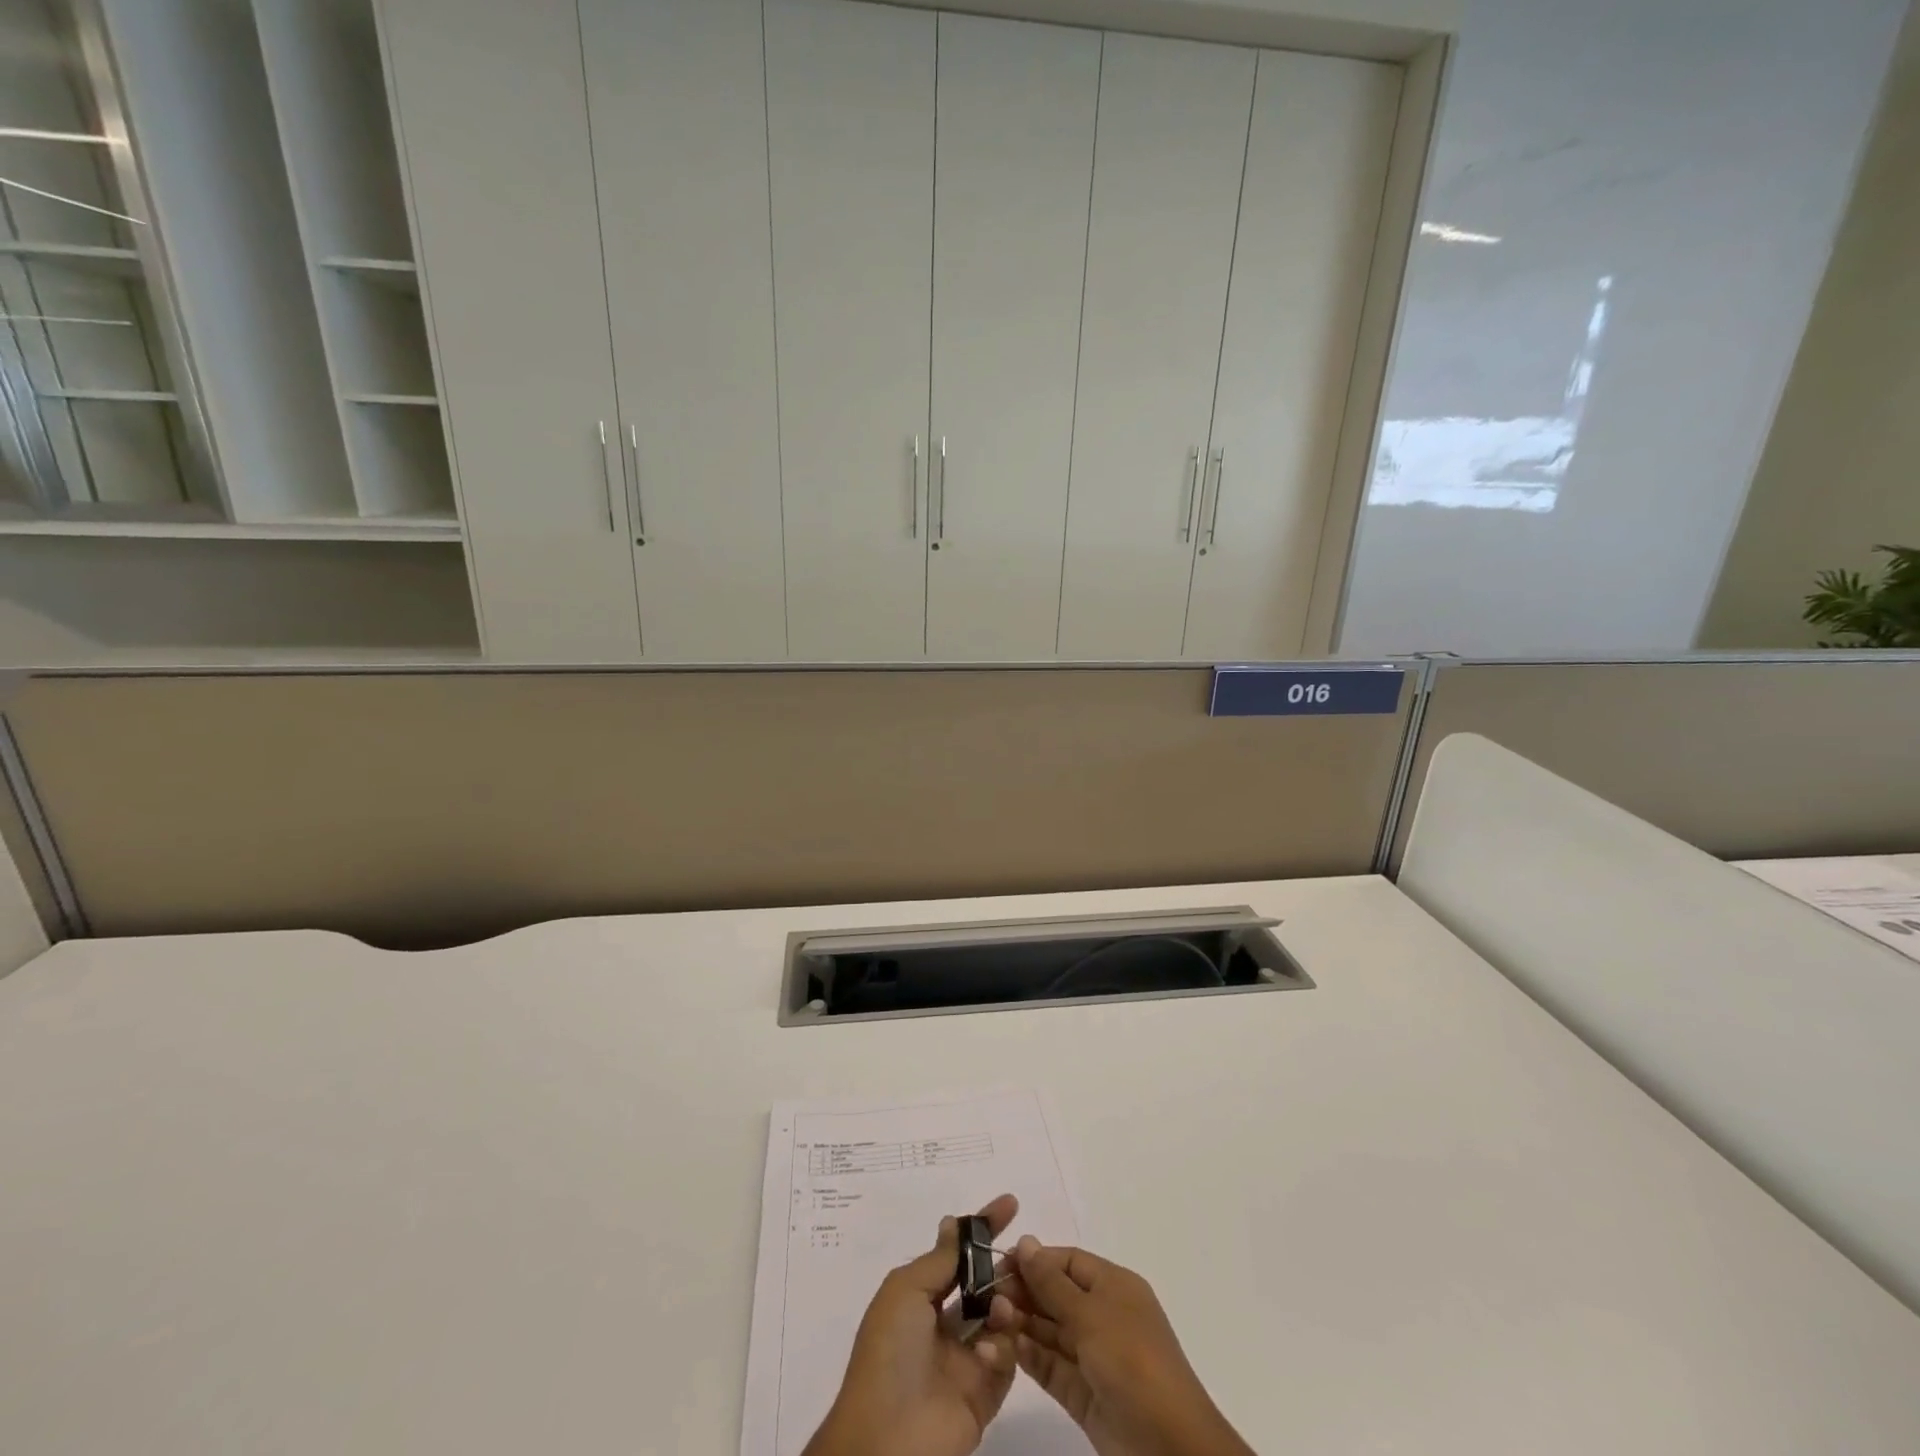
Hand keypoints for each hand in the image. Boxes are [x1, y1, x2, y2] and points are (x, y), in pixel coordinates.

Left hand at [802, 1194, 1019, 1455]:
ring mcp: (966, 1359)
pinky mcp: (985, 1393)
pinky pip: (1007, 1359)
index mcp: (921, 1298)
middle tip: (1024, 1256)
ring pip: (1001, 1318)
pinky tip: (988, 1351)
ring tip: (1001, 1306)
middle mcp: (945, 1325)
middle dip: (1004, 1268)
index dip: (983, 1228)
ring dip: (1005, 1305)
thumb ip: (939, 1259)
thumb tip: (953, 1221)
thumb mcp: (906, 1291)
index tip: (1011, 1204)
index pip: (959, 1255)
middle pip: (984, 1285)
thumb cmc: (890, 1353)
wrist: (887, 1440)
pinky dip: (1003, 1349)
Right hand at [987, 1238, 1254, 1455]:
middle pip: (1056, 1294)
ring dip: (1021, 1324)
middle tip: (987, 1296)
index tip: (999, 1264)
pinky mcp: (1084, 1394)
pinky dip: (1030, 1356)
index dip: (1035, 1260)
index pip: (1067, 1261)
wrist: (1171, 1448)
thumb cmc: (1132, 1362)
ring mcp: (1094, 1356)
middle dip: (1024, 1293)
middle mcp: (1103, 1316)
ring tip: (990, 1320)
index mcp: (1114, 1286)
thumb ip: (1052, 1282)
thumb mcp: (1091, 1314)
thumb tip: (1025, 1241)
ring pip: (1050, 1331)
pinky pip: (1052, 1366)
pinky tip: (1006, 1348)